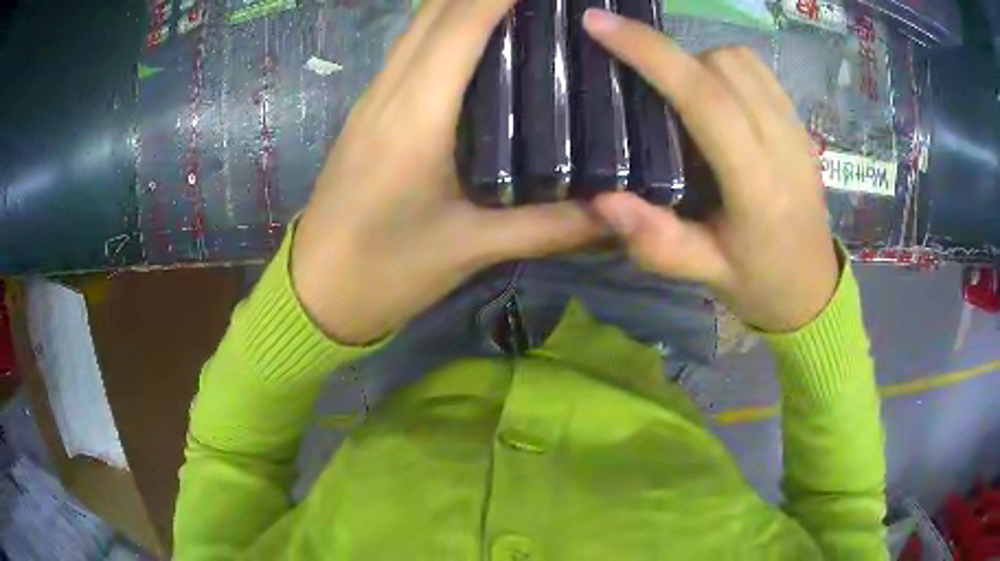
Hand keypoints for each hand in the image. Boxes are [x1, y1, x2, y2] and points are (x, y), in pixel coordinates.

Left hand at [292, 0, 602, 343]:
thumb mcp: (471, 250)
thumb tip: (615, 212)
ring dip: (463, 2)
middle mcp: (390, 92)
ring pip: (417, 26)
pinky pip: (409, 50)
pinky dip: (444, 26)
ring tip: (518, 5)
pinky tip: (479, 36)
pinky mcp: (368, 113)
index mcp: (415, 116)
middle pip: (434, 11)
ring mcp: (373, 99)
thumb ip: (550, 227)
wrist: (316, 293)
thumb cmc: (386, 271)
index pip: (460, 25)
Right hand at [583, 9, 838, 332]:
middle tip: (648, 93)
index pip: (705, 99)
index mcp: (758, 187)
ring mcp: (797, 129)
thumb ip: (657, 242)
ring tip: (683, 100)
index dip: (650, 53)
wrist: (812, 287)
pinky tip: (717, 98)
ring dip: (699, 64)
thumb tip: (601, 199)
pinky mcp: (801, 123)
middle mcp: (784, 145)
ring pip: (740, 60)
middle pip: (721, 67)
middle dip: (673, 62)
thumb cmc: (758, 283)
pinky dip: (726, 67)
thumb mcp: (704, 275)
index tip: (599, 25)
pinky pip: (759, 70)